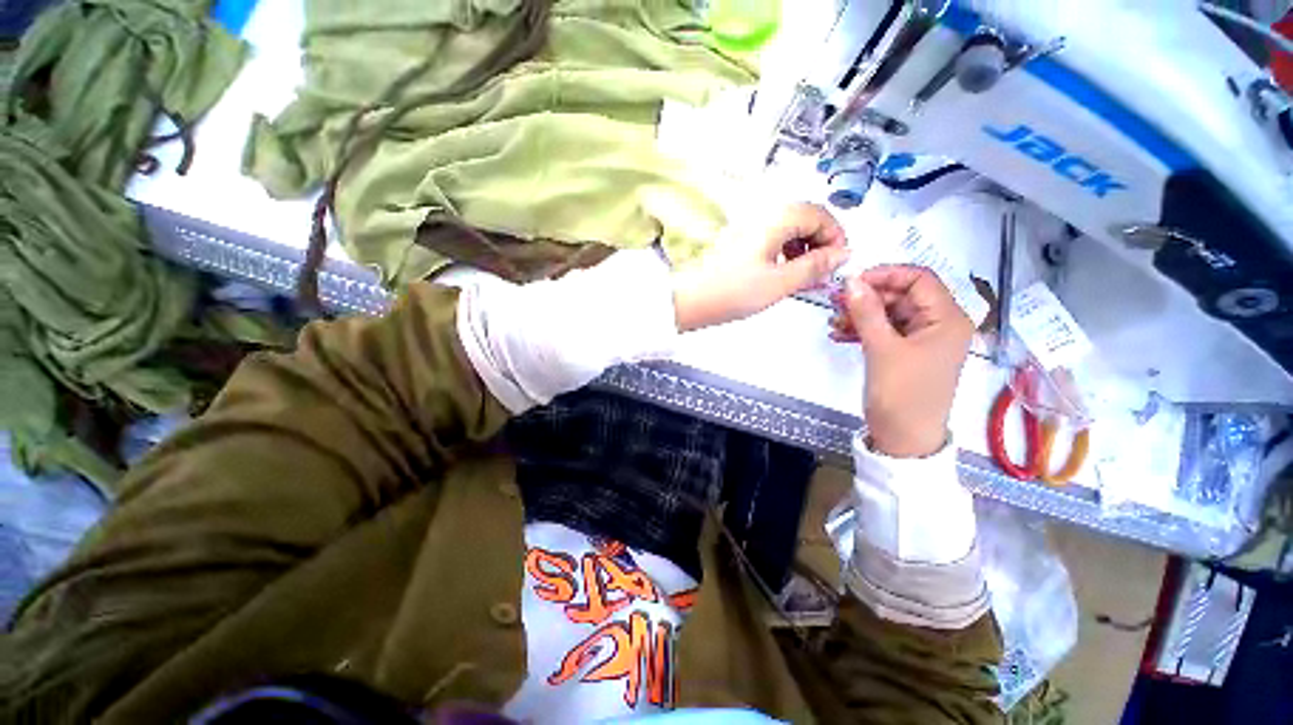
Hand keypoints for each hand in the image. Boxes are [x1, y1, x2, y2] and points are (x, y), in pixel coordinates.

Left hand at [673, 203, 849, 331]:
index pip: (820, 214)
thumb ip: (815, 267)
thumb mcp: (779, 283)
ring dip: (805, 248)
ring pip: (790, 229)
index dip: (836, 236)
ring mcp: (750, 229)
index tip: (838, 261)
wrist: (690, 301)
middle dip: (821, 242)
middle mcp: (763, 217)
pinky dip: (786, 253)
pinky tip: (784, 272)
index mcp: (775, 220)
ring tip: (805, 275)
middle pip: (806, 218)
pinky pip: (773, 239)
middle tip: (823, 270)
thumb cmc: (730, 292)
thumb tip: (842, 255)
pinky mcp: (741, 242)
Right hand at [830, 266, 973, 457]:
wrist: (904, 438)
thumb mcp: (882, 349)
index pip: (919, 279)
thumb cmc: (902, 393)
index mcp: (947, 319)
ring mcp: (922, 339)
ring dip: (860, 314)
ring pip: (889, 313)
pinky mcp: (906, 353)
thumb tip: (850, 280)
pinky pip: (884, 331)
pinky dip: (862, 330)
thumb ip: (866, 311)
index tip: (852, 282)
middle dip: (867, 297)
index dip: (886, 275)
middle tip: (834, 301)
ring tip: (833, 321)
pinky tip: (839, 334)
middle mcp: (939, 324)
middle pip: (901, 296)